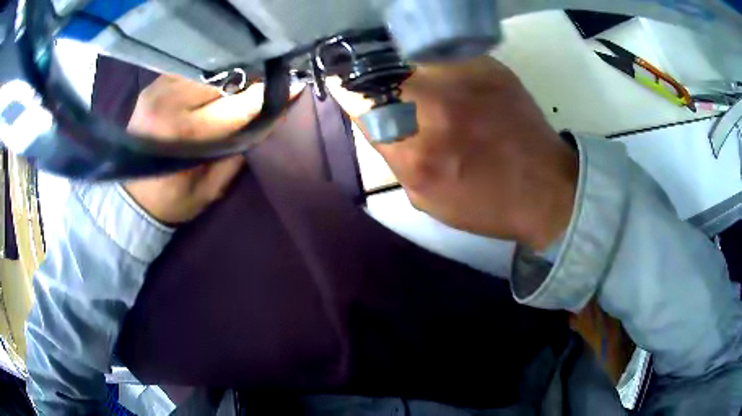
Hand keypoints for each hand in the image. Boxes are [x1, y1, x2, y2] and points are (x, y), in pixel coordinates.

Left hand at [124, 75, 271, 224]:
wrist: (133, 197)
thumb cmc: (174, 199)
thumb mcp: (213, 185)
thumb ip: (241, 148)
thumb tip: (271, 114)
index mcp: (183, 134)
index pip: (236, 105)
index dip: (267, 95)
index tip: (294, 86)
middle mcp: (168, 103)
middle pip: (223, 80)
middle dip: (250, 80)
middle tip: (267, 85)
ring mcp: (157, 89)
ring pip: (208, 70)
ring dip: (230, 76)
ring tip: (243, 83)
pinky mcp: (153, 85)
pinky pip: (190, 71)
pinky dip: (209, 75)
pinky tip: (217, 83)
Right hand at [329, 57, 577, 249]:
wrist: (546, 188)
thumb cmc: (485, 203)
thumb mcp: (425, 196)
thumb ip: (393, 155)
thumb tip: (377, 118)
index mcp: (413, 149)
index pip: (357, 99)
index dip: (348, 90)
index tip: (349, 89)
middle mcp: (433, 105)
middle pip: (380, 69)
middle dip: (376, 77)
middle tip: (384, 86)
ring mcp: (463, 78)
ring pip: (410, 56)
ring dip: (404, 68)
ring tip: (417, 83)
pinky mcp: (487, 66)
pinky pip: (443, 54)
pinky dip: (435, 63)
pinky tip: (448, 81)